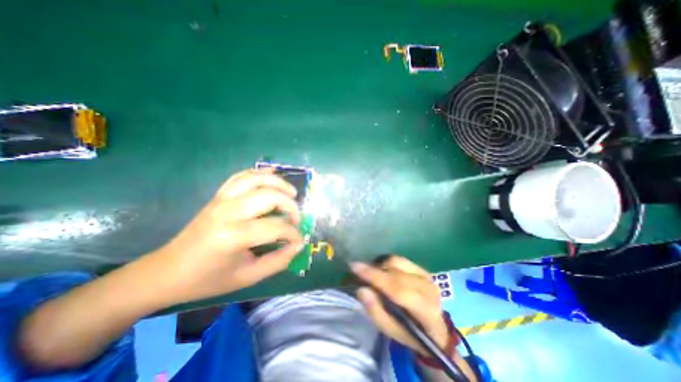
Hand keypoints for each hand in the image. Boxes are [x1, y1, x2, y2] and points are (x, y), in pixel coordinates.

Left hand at [156, 168, 304, 306]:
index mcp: (233, 236)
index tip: (299, 241)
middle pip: (270, 196)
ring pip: (256, 179)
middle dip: (290, 205)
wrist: (167, 271)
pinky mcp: (218, 196)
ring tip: (291, 193)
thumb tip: (298, 245)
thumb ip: (278, 261)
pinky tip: (272, 173)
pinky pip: (241, 176)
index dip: (293, 234)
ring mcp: (221, 199)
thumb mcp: (247, 277)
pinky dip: (259, 172)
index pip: (276, 227)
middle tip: (295, 218)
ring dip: (278, 183)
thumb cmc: (208, 279)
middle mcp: (228, 211)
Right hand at [351, 257, 451, 354]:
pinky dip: (388, 263)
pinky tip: (384, 271)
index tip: (354, 267)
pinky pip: (401, 259)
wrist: (434, 329)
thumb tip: (362, 289)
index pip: (397, 288)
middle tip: (359, 272)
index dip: (374, 276)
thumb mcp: (391, 331)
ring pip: (397, 261)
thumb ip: (376, 311)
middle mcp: (428, 288)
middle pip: (395, 272)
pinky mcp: (423, 269)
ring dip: (381, 266)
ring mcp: (427, 276)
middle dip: (374, 270)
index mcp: (425, 310)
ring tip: (373, 275)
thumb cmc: (410, 333)